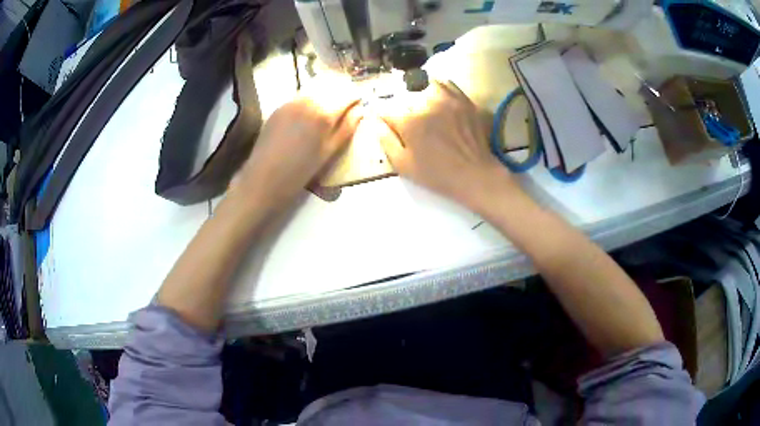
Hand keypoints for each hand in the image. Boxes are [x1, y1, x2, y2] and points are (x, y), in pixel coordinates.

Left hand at [233, 77, 360, 210]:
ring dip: (325, 94)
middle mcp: (308, 101)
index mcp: (324, 113)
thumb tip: (360, 111)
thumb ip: (346, 129)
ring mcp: (291, 102)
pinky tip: (310, 112)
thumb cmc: (301, 171)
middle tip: (346, 104)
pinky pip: (300, 96)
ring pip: (315, 90)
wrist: (264, 178)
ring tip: (329, 107)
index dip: (355, 98)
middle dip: (341, 93)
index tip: (359, 102)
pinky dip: (310, 99)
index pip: (347, 95)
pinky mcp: (279, 107)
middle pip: (331, 88)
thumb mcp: (329, 152)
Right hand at [377, 81, 516, 210]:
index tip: (385, 121)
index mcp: (410, 122)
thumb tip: (375, 121)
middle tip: (408, 119)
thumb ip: (386, 141)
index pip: (386, 110)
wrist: (474, 174)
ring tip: (423, 105)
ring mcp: (448, 100)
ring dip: (421, 93)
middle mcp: (427, 105)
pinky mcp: (464, 100)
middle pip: (406, 96)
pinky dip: (440, 89)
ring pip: (426, 85)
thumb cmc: (437, 174)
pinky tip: (439, 100)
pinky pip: (447, 84)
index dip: (383, 116)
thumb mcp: (404, 165)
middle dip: (403, 106)